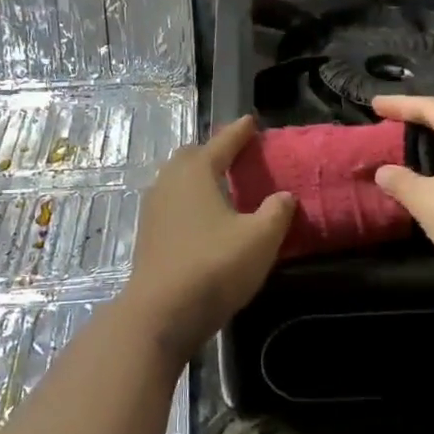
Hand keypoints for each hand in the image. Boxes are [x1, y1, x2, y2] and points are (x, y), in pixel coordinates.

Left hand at [118, 116, 294, 356]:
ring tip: (222, 186)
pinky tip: (204, 218)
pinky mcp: (148, 235)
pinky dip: (190, 200)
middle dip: (214, 152)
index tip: (252, 121)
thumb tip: (284, 196)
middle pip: (192, 157)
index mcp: (196, 172)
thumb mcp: (260, 238)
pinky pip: (172, 203)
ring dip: (199, 177)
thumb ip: (276, 212)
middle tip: (237, 156)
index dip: (240, 132)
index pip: (222, 142)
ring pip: (178, 180)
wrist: (161, 313)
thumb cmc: (214, 266)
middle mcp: (169, 182)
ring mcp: (154, 209)